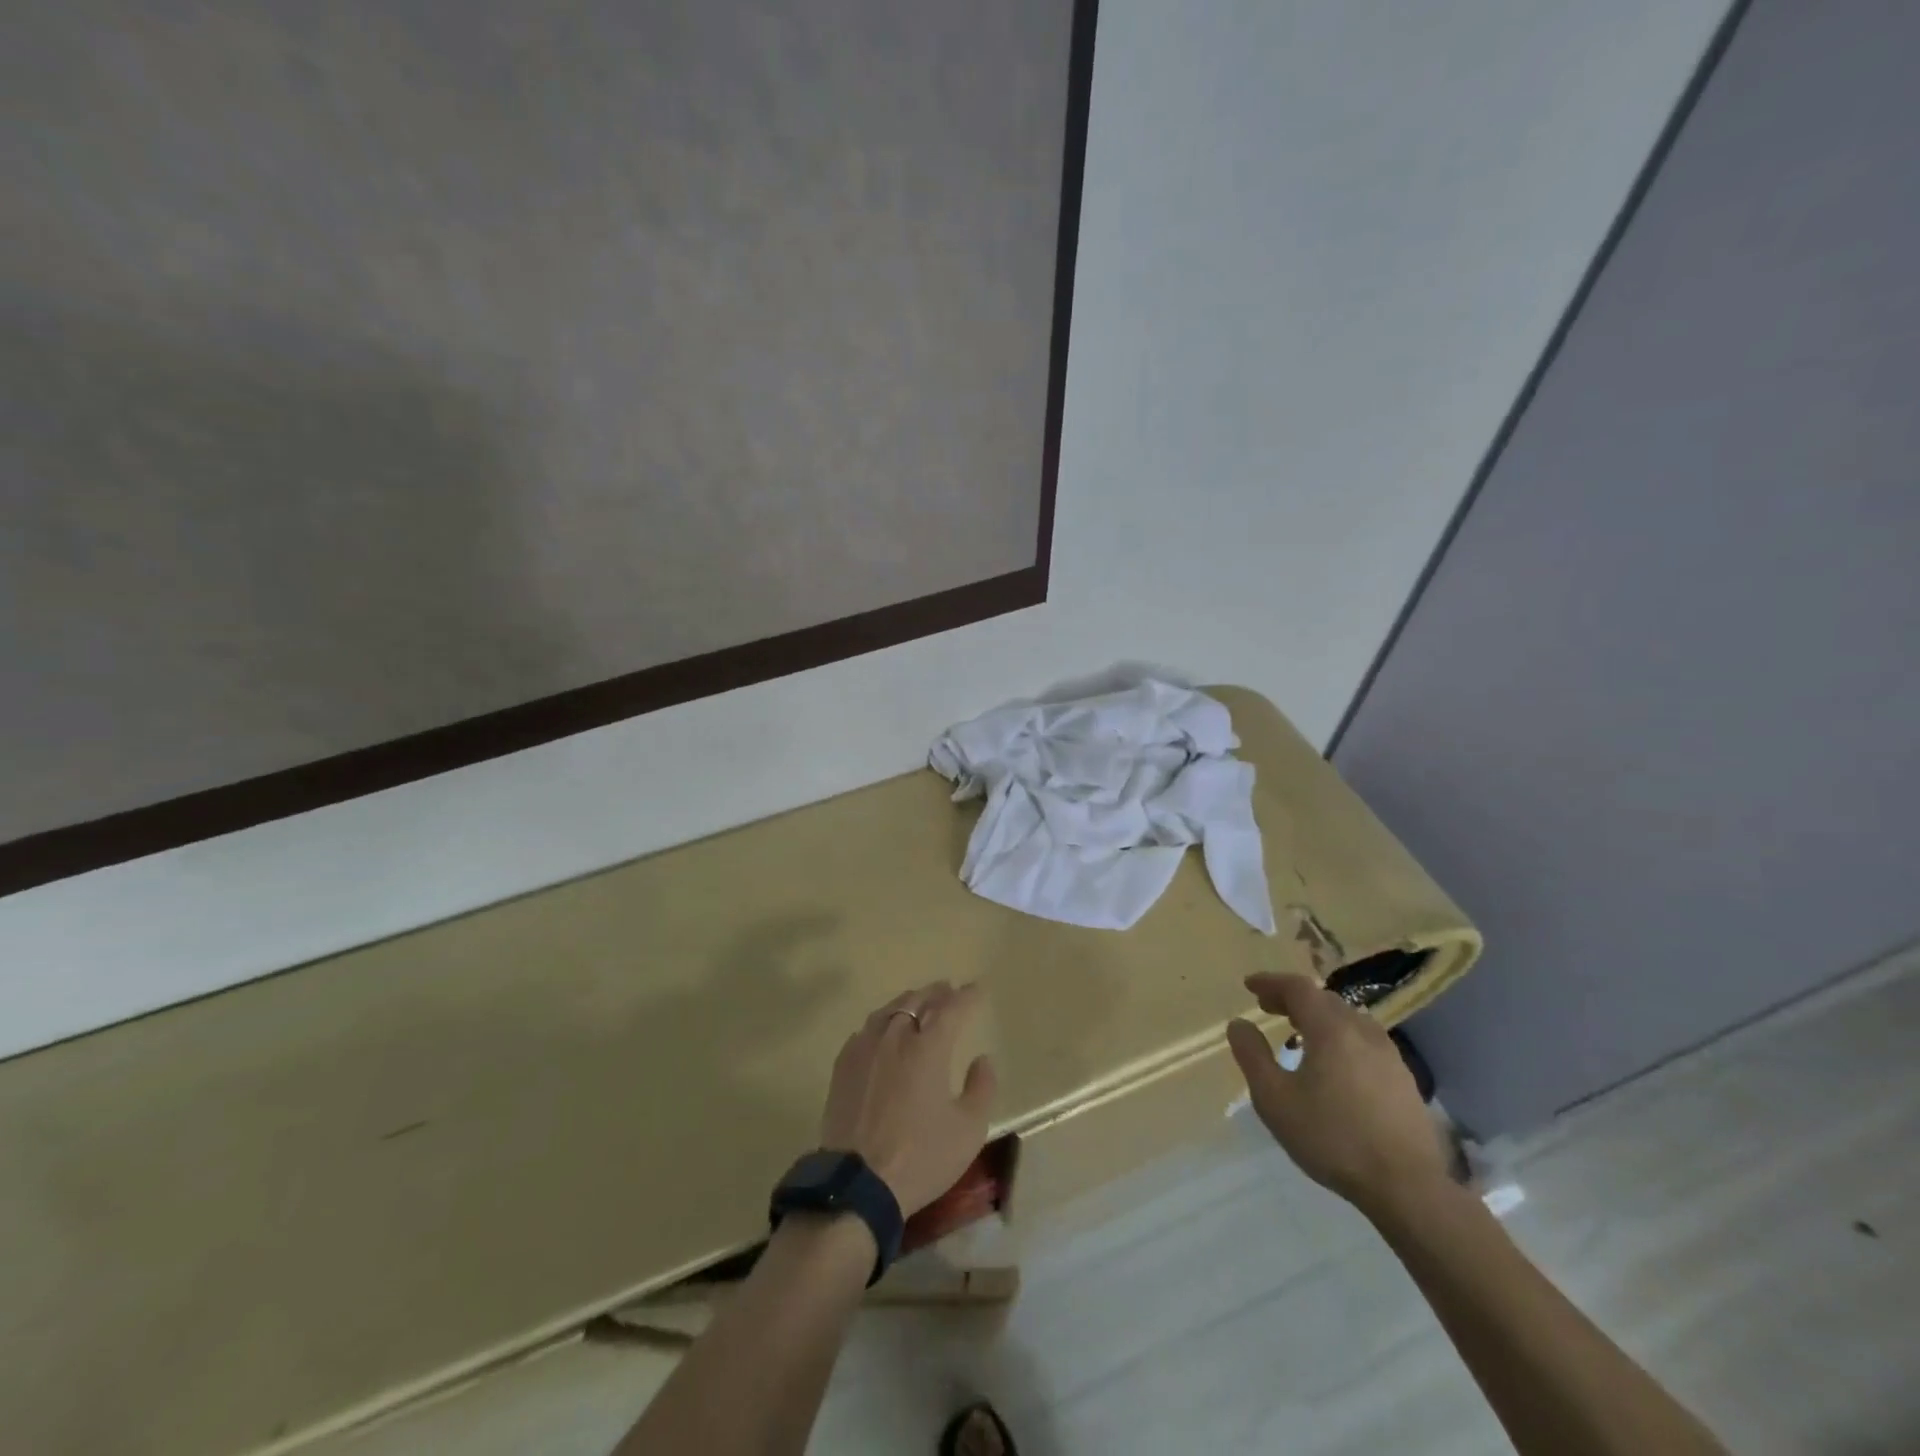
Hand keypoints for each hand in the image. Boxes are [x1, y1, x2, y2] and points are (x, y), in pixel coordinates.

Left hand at [820, 981, 996, 1215]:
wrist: (858, 1184)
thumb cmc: (921, 1157)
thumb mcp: (968, 1130)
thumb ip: (982, 1088)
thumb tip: (982, 1059)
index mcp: (928, 1048)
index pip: (952, 1009)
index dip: (967, 996)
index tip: (977, 988)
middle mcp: (895, 1038)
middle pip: (917, 1001)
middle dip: (936, 992)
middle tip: (948, 989)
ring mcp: (865, 1049)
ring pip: (888, 1011)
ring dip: (907, 1002)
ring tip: (917, 1002)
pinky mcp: (843, 1066)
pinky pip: (866, 1030)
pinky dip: (882, 1022)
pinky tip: (883, 1030)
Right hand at [1225, 972, 1449, 1220]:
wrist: (1408, 1188)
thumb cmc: (1332, 1138)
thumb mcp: (1275, 1099)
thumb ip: (1252, 1055)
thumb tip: (1239, 1024)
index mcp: (1331, 1029)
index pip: (1298, 988)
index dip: (1271, 982)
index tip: (1249, 985)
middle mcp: (1363, 1032)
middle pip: (1325, 999)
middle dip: (1294, 998)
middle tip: (1270, 1007)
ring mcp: (1390, 1056)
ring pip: (1349, 1020)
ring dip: (1320, 1017)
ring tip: (1300, 1033)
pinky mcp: (1404, 1080)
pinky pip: (1365, 1042)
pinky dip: (1341, 1037)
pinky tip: (1335, 1064)